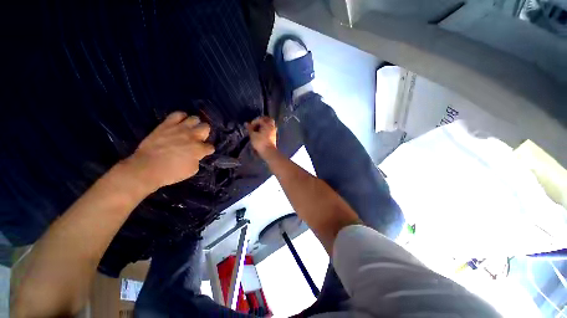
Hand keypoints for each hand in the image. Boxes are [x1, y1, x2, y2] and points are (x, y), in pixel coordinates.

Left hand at [124, 112, 214, 189]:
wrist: (146, 168)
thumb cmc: (171, 173)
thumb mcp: (192, 171)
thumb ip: (197, 160)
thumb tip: (196, 155)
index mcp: (199, 149)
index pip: (210, 147)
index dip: (208, 150)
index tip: (204, 152)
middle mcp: (193, 136)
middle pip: (206, 128)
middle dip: (205, 133)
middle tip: (199, 139)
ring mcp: (180, 128)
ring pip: (195, 118)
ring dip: (195, 124)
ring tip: (190, 130)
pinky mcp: (167, 124)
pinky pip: (178, 114)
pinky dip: (181, 117)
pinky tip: (180, 123)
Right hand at [246, 116, 276, 157]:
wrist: (268, 152)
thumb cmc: (260, 142)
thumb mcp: (253, 135)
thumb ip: (250, 128)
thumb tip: (246, 123)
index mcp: (268, 124)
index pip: (261, 119)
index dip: (254, 121)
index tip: (250, 126)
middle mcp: (272, 127)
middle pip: (268, 120)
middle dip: (262, 120)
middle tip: (255, 124)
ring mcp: (274, 132)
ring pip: (270, 125)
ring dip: (264, 125)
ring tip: (257, 129)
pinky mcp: (274, 137)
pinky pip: (270, 130)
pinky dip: (266, 129)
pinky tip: (260, 133)